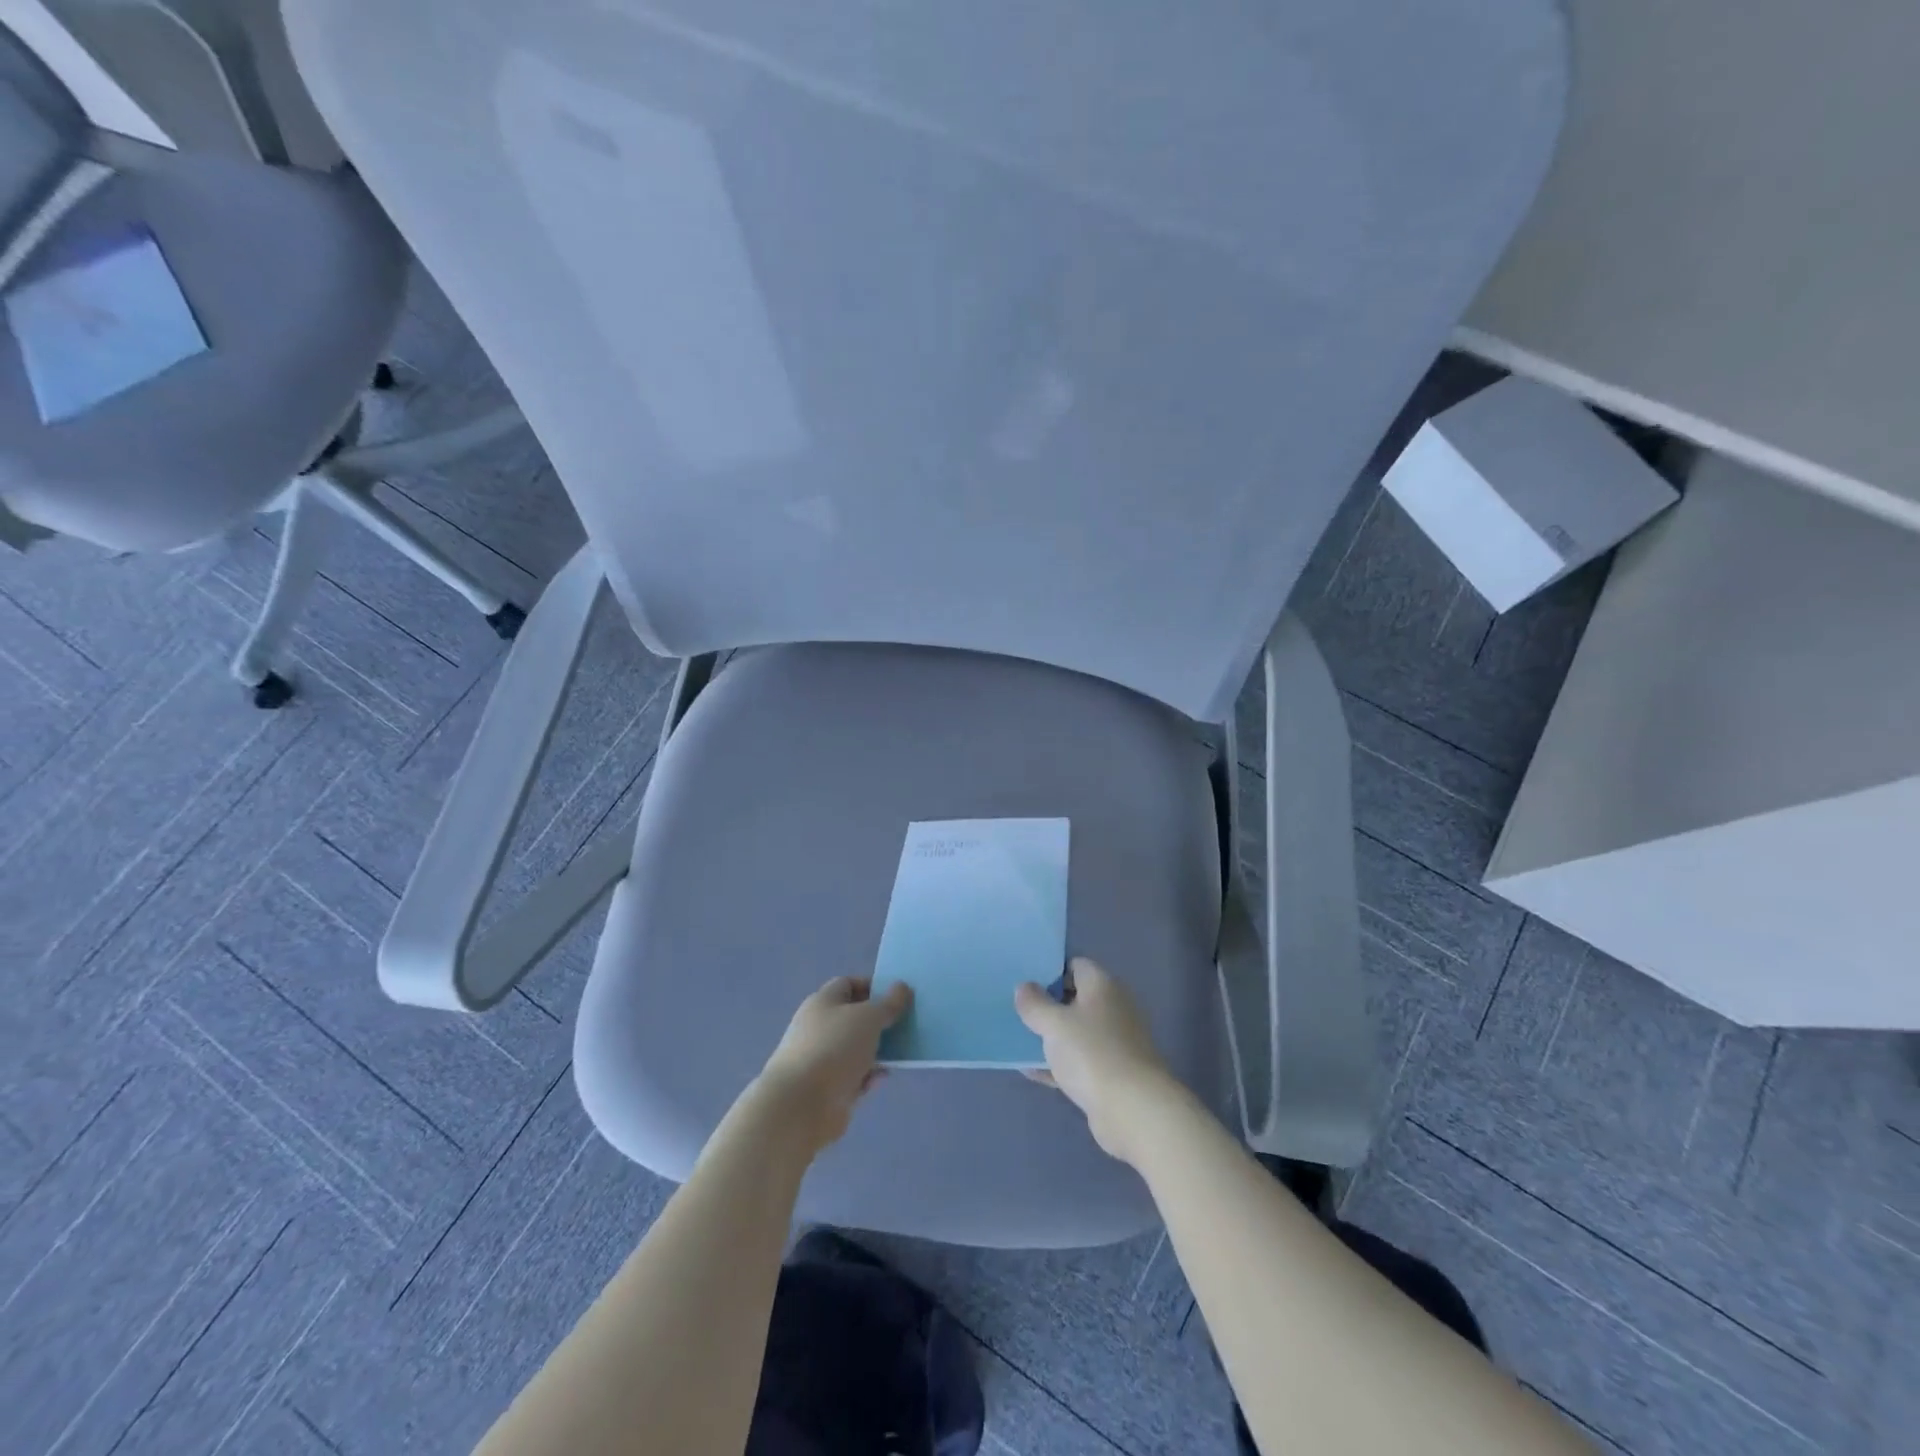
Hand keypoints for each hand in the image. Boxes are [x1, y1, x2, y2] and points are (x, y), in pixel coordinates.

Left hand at [754, 977, 911, 1155]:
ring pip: (857, 1048)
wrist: (801, 1105)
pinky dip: (869, 1076)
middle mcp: (820, 1027)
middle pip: (854, 1017)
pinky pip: (855, 1076)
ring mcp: (823, 1059)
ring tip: (903, 1051)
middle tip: (906, 1023)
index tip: (898, 997)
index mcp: (823, 1002)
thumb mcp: (869, 1017)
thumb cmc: (834, 1048)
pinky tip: (883, 1078)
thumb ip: (888, 1003)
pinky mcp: (829, 1089)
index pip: (849, 985)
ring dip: (878, 1050)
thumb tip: (901, 987)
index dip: (873, 987)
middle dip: (880, 1020)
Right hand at [1015, 958, 1179, 1165]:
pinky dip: (1058, 1064)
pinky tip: (1030, 1070)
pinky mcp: (1110, 1074)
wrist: (1133, 1110)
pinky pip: (1078, 1062)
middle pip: (1075, 999)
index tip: (1025, 979)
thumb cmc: (1092, 1053)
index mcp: (1102, 986)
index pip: (1076, 965)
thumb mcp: (1054, 1024)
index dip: (1051, 969)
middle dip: (1047, 1004)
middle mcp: (1112, 1009)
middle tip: (1016, 1008)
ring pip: (1076, 1032)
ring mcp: (1114, 1043)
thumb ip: (1035, 1003)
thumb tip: (1024, 986)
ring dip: (1051, 1036)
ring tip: (1017, 1037)